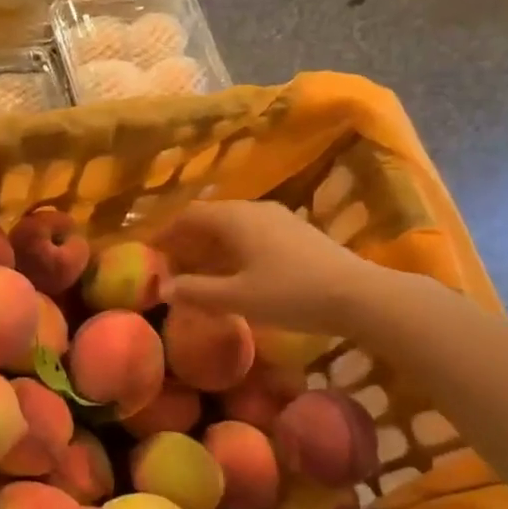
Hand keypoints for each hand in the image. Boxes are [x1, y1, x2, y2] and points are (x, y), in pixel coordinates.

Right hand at [158, 200, 371, 330]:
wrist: (358, 296)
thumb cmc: (290, 293)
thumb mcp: (237, 298)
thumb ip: (196, 291)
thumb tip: (163, 287)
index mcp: (234, 218)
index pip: (188, 216)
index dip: (164, 233)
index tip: (149, 253)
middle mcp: (253, 210)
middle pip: (209, 218)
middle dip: (186, 240)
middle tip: (170, 266)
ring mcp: (278, 219)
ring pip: (232, 226)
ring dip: (210, 246)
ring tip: (198, 272)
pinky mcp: (296, 233)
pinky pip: (251, 234)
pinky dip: (232, 249)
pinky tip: (235, 273)